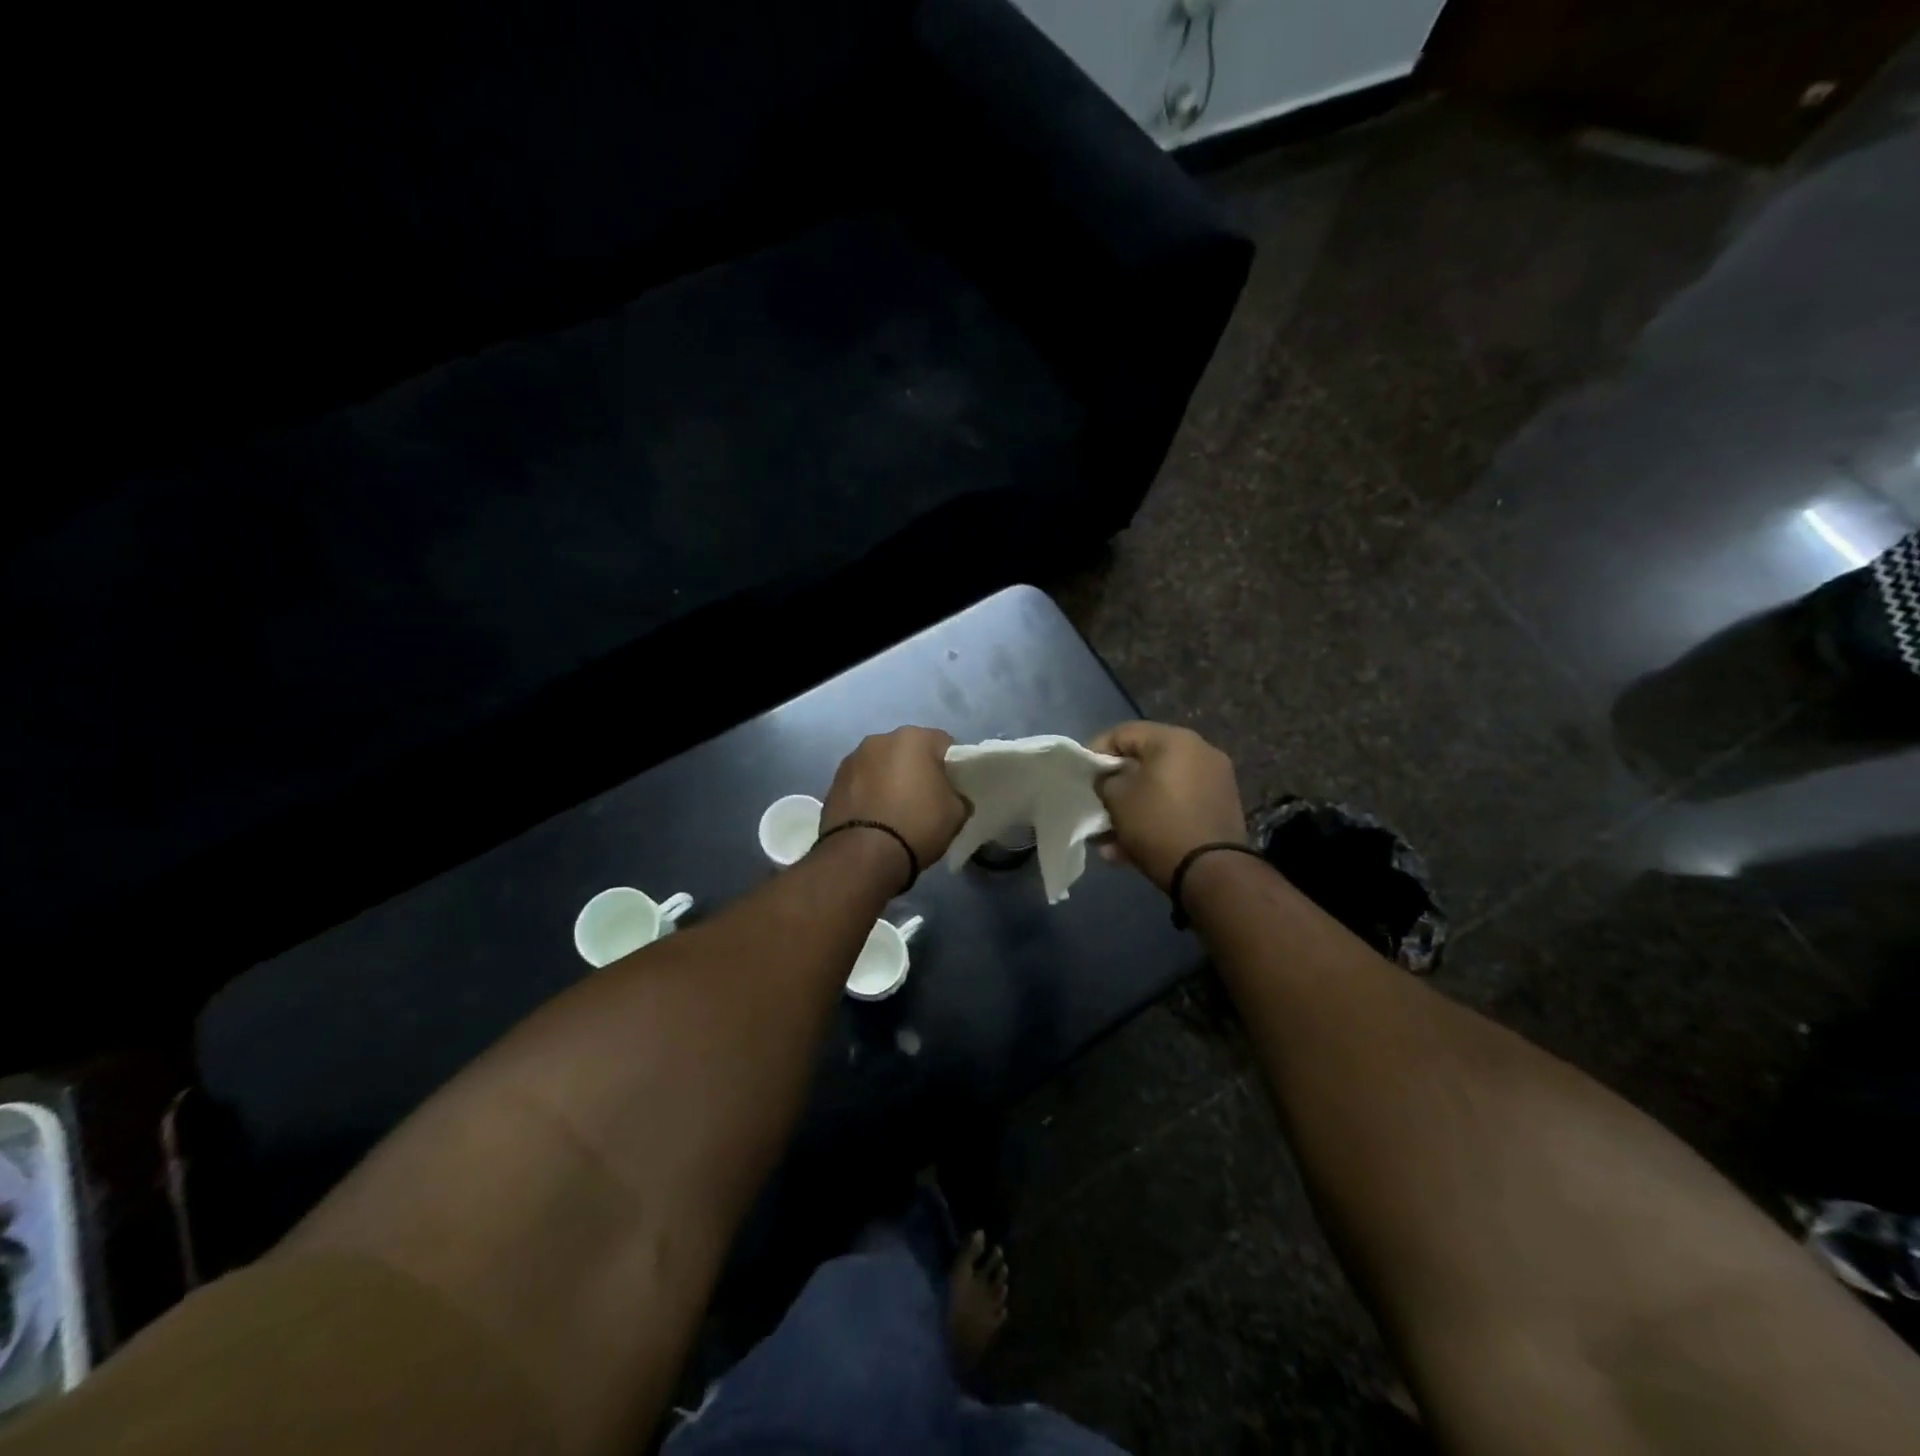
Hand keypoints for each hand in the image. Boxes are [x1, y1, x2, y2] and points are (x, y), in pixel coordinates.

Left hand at [821, 727, 969, 870]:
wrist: (862, 855)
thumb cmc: (917, 825)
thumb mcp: (956, 814)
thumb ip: (959, 796)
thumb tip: (953, 797)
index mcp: (914, 738)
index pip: (944, 744)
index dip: (952, 766)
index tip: (953, 788)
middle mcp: (880, 740)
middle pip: (909, 751)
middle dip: (917, 769)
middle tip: (925, 799)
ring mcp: (852, 760)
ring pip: (881, 765)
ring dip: (889, 779)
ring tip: (895, 810)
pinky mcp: (833, 782)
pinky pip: (861, 783)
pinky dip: (869, 794)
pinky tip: (874, 818)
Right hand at [1090, 722, 1246, 892]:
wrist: (1213, 872)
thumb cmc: (1158, 824)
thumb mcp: (1117, 799)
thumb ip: (1105, 780)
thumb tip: (1109, 779)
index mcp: (1175, 740)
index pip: (1123, 733)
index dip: (1095, 751)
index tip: (1081, 776)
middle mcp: (1200, 752)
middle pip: (1143, 762)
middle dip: (1115, 787)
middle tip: (1096, 807)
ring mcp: (1214, 781)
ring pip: (1159, 789)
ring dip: (1131, 810)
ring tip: (1108, 840)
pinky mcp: (1220, 809)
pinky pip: (1177, 806)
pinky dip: (1154, 820)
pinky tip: (1129, 850)